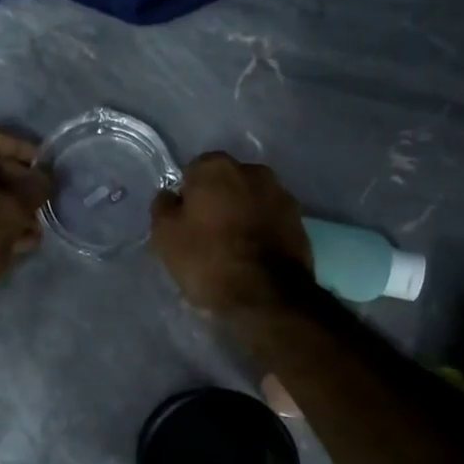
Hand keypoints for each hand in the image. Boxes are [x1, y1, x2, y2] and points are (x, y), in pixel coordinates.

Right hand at [149, 152, 312, 313]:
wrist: (268, 296)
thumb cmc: (209, 260)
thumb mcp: (166, 237)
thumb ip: (164, 207)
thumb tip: (170, 196)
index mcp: (217, 167)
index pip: (193, 172)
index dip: (187, 196)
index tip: (184, 221)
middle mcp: (253, 170)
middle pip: (226, 183)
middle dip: (217, 201)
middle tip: (206, 233)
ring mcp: (281, 194)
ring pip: (251, 200)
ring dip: (242, 214)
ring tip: (232, 248)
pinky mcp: (300, 221)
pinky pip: (270, 220)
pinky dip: (262, 230)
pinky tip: (253, 255)